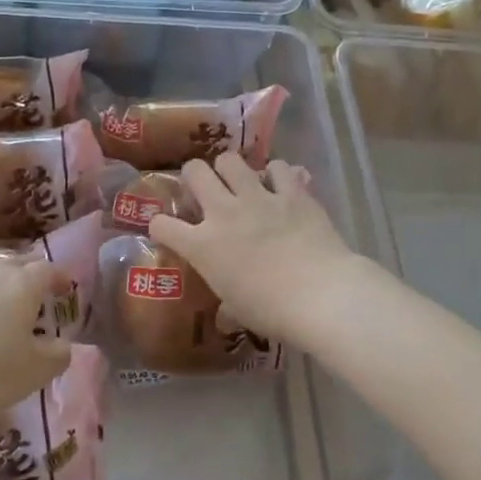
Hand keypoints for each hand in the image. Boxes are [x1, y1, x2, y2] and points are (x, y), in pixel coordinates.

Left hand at [0, 257, 72, 427]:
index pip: (49, 269)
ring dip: (2, 288)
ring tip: (6, 311)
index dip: (61, 277)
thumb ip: (58, 354)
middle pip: (18, 264)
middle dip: (32, 275)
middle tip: (40, 294)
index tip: (67, 288)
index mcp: (23, 284)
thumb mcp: (36, 371)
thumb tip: (62, 344)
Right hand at [150, 152, 356, 344]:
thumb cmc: (271, 311)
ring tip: (240, 182)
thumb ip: (226, 308)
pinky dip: (277, 174)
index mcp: (202, 245)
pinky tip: (281, 186)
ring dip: (231, 169)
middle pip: (194, 172)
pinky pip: (278, 167)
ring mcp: (258, 197)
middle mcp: (224, 212)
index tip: (166, 230)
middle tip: (204, 190)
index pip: (162, 225)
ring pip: (230, 160)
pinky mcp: (292, 192)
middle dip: (194, 176)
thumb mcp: (238, 312)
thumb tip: (225, 319)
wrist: (320, 295)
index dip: (160, 226)